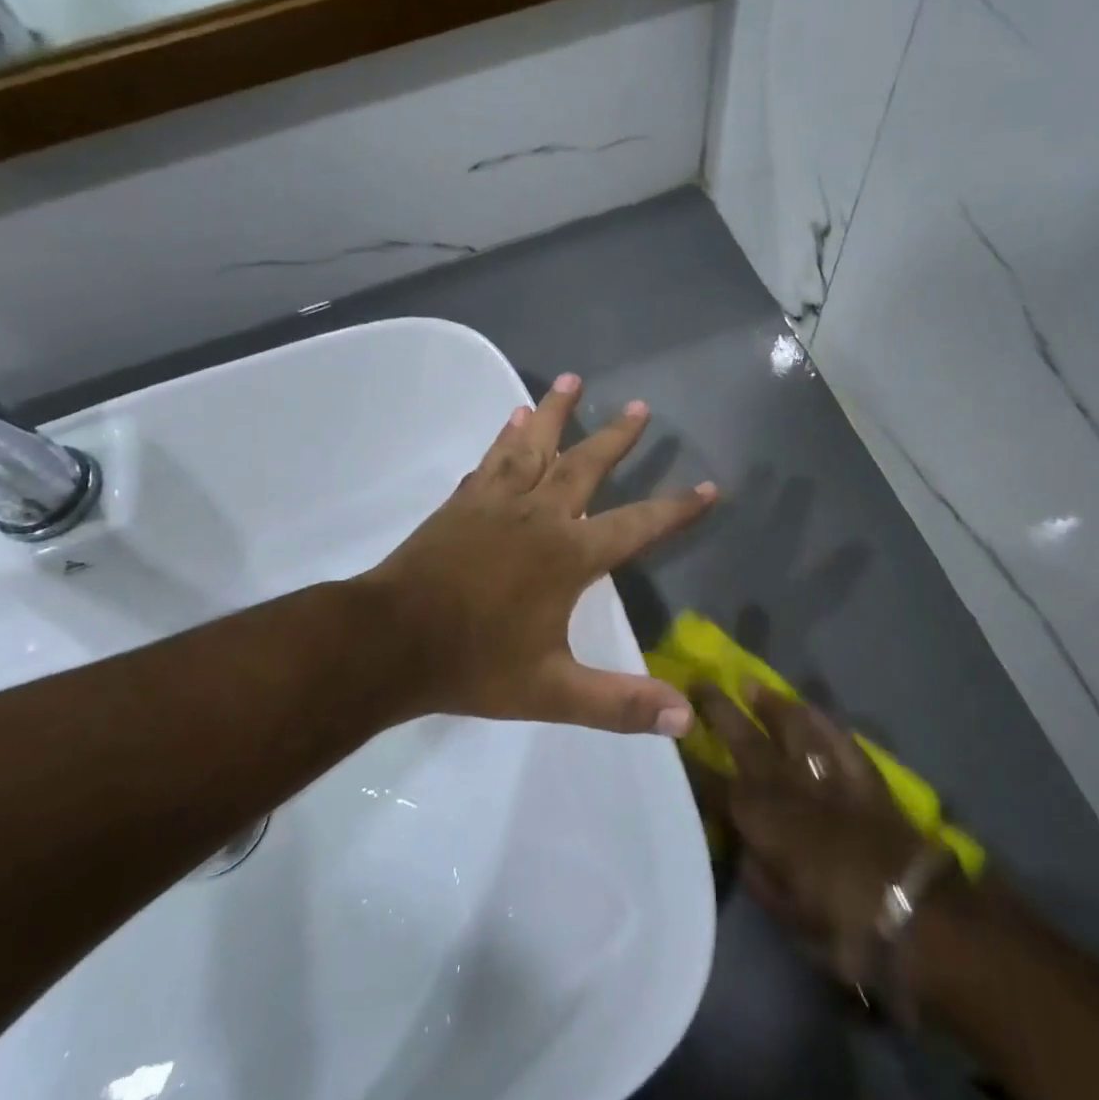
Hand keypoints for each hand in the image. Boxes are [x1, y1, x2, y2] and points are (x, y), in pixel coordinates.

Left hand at [361, 373, 717, 734]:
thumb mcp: (553, 693)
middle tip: (640, 406)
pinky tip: (511, 421)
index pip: (637, 525)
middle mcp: (538, 516)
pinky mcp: (461, 504)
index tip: (709, 487)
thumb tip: (686, 720)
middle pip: (585, 466)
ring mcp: (495, 504)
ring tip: (570, 379)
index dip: (677, 509)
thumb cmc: (473, 665)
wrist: (388, 643)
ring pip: (532, 446)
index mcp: (567, 556)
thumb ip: (620, 704)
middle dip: (615, 437)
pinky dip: (505, 438)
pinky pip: (491, 461)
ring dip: (554, 412)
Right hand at [704, 691, 928, 981]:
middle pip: (745, 741)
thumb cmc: (842, 927)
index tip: (674, 740)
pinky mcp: (863, 776)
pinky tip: (808, 707)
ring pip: (792, 728)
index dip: (693, 764)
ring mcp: (827, 776)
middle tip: (699, 683)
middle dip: (719, 712)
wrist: (917, 916)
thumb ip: (756, 874)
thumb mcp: (786, 915)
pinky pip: (837, 738)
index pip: (714, 785)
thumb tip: (738, 845)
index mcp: (761, 821)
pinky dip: (821, 720)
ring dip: (768, 704)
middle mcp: (788, 787)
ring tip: (749, 682)